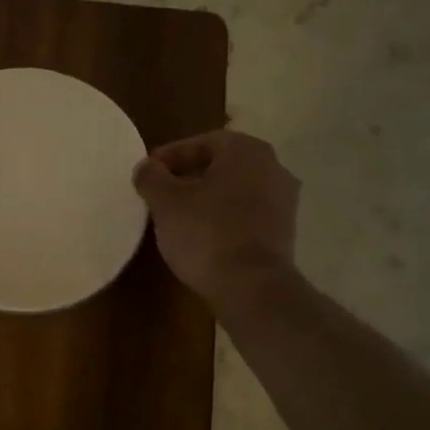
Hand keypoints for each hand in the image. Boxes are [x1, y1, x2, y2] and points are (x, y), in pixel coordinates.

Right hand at [133, 129, 300, 309]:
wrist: (252, 287)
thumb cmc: (206, 233)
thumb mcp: (166, 202)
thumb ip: (151, 177)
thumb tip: (146, 167)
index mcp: (246, 151)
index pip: (202, 142)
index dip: (170, 156)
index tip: (148, 173)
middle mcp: (273, 167)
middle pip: (221, 165)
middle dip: (189, 176)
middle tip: (161, 193)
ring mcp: (283, 201)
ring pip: (235, 190)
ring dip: (207, 198)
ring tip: (178, 216)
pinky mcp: (283, 231)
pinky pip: (246, 214)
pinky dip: (223, 218)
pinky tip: (202, 235)